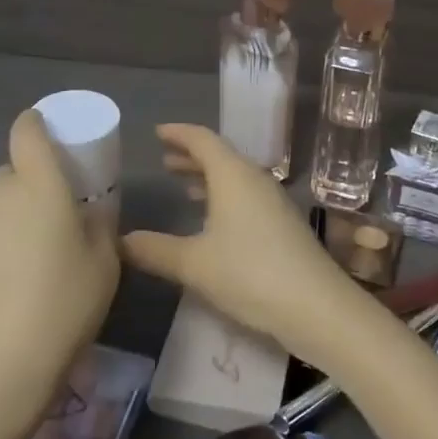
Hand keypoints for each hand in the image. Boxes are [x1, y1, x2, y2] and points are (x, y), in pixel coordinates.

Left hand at [0, 109, 119, 411]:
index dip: (37, 124)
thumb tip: (90, 211)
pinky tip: (10, 279)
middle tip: (56, 215)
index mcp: (38, 184)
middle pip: (14, 169)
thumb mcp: (104, 263)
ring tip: (34, 256)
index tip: (53, 137)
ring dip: (14, 213)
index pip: (27, 131)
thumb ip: (100, 224)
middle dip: (33, 181)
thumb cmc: (63, 305)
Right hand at [120, 124, 361, 366]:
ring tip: (183, 185)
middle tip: (165, 160)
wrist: (317, 306)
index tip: (158, 132)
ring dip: (208, 178)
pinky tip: (214, 220)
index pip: (202, 140)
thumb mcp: (194, 264)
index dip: (179, 134)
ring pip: (235, 178)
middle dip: (191, 156)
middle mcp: (255, 180)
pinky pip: (247, 196)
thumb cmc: (251, 273)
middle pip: (220, 157)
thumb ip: (156, 250)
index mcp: (233, 175)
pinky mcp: (283, 225)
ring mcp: (273, 202)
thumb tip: (120, 241)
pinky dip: (224, 197)